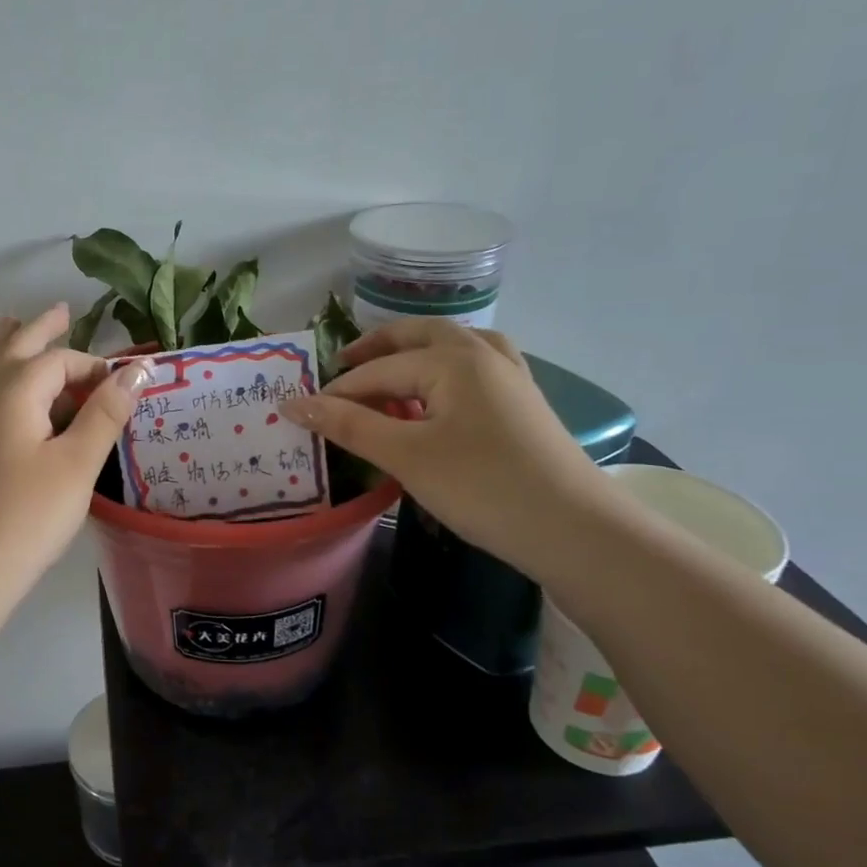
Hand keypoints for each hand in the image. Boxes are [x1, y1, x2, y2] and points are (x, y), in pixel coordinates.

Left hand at [0, 304, 149, 603]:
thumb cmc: (28, 513)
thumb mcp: (77, 462)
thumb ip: (105, 413)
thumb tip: (137, 369)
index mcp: (14, 394)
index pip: (58, 361)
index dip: (94, 367)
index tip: (126, 387)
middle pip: (14, 350)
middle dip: (39, 329)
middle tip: (61, 310)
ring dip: (16, 350)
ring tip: (19, 326)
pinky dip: (11, 383)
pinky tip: (21, 399)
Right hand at [279, 319, 601, 563]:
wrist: (573, 530)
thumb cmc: (481, 486)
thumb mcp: (406, 455)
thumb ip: (348, 425)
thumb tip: (293, 404)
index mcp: (453, 359)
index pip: (379, 370)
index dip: (337, 391)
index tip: (303, 413)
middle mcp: (484, 356)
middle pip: (421, 336)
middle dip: (378, 346)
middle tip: (343, 364)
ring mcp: (511, 379)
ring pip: (456, 347)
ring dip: (417, 351)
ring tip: (391, 370)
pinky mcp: (525, 405)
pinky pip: (478, 369)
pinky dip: (449, 369)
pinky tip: (443, 394)